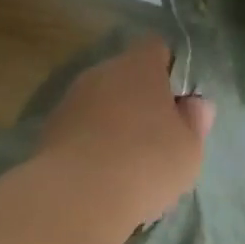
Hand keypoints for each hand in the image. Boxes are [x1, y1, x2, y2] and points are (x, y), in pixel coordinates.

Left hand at [39, 35, 214, 227]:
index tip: (177, 100)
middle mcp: (101, 73)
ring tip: (129, 161)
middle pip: (125, 76)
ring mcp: (71, 100)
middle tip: (158, 136)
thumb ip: (195, 121)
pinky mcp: (50, 130)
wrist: (80, 195)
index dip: (168, 69)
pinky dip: (93, 143)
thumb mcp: (190, 147)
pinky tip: (104, 174)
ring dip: (114, 122)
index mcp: (139, 67)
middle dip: (140, 99)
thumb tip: (194, 104)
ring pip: (101, 103)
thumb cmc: (149, 162)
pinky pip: (81, 129)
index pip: (155, 48)